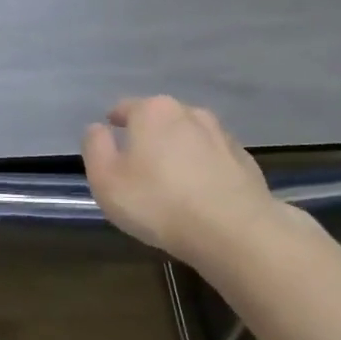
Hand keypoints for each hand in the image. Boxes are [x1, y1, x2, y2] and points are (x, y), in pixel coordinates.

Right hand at [81, 95, 280, 262]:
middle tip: (138, 163)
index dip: (115, 121)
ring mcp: (222, 136)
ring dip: (179, 150)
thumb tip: (97, 128)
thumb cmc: (158, 203)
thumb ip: (95, 148)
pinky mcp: (244, 161)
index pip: (126, 108)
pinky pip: (214, 159)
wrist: (234, 231)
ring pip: (190, 137)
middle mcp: (189, 113)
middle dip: (149, 135)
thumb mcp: (106, 180)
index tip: (111, 135)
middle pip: (161, 119)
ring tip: (171, 179)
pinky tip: (200, 193)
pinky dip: (204, 169)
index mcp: (153, 112)